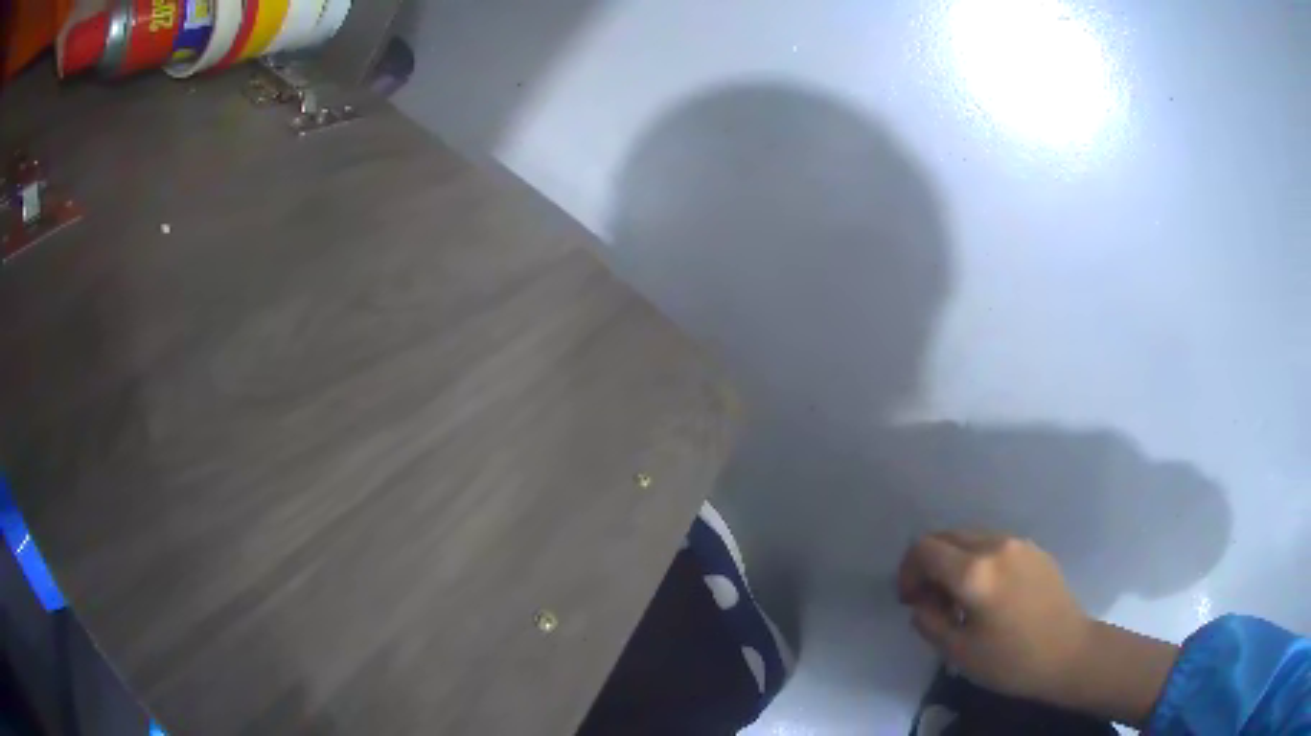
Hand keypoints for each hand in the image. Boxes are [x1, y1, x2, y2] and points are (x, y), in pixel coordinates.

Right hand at [896, 530, 1093, 703]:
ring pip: (971, 538)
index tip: (910, 600)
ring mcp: (1018, 543)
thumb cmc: (1010, 660)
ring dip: (954, 561)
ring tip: (959, 599)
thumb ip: (929, 621)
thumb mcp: (958, 652)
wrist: (1068, 652)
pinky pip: (994, 544)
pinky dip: (978, 561)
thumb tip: (921, 603)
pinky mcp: (1034, 549)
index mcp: (974, 572)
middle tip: (929, 600)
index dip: (908, 571)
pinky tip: (988, 594)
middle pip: (947, 536)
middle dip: (929, 563)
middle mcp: (995, 545)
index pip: (925, 549)